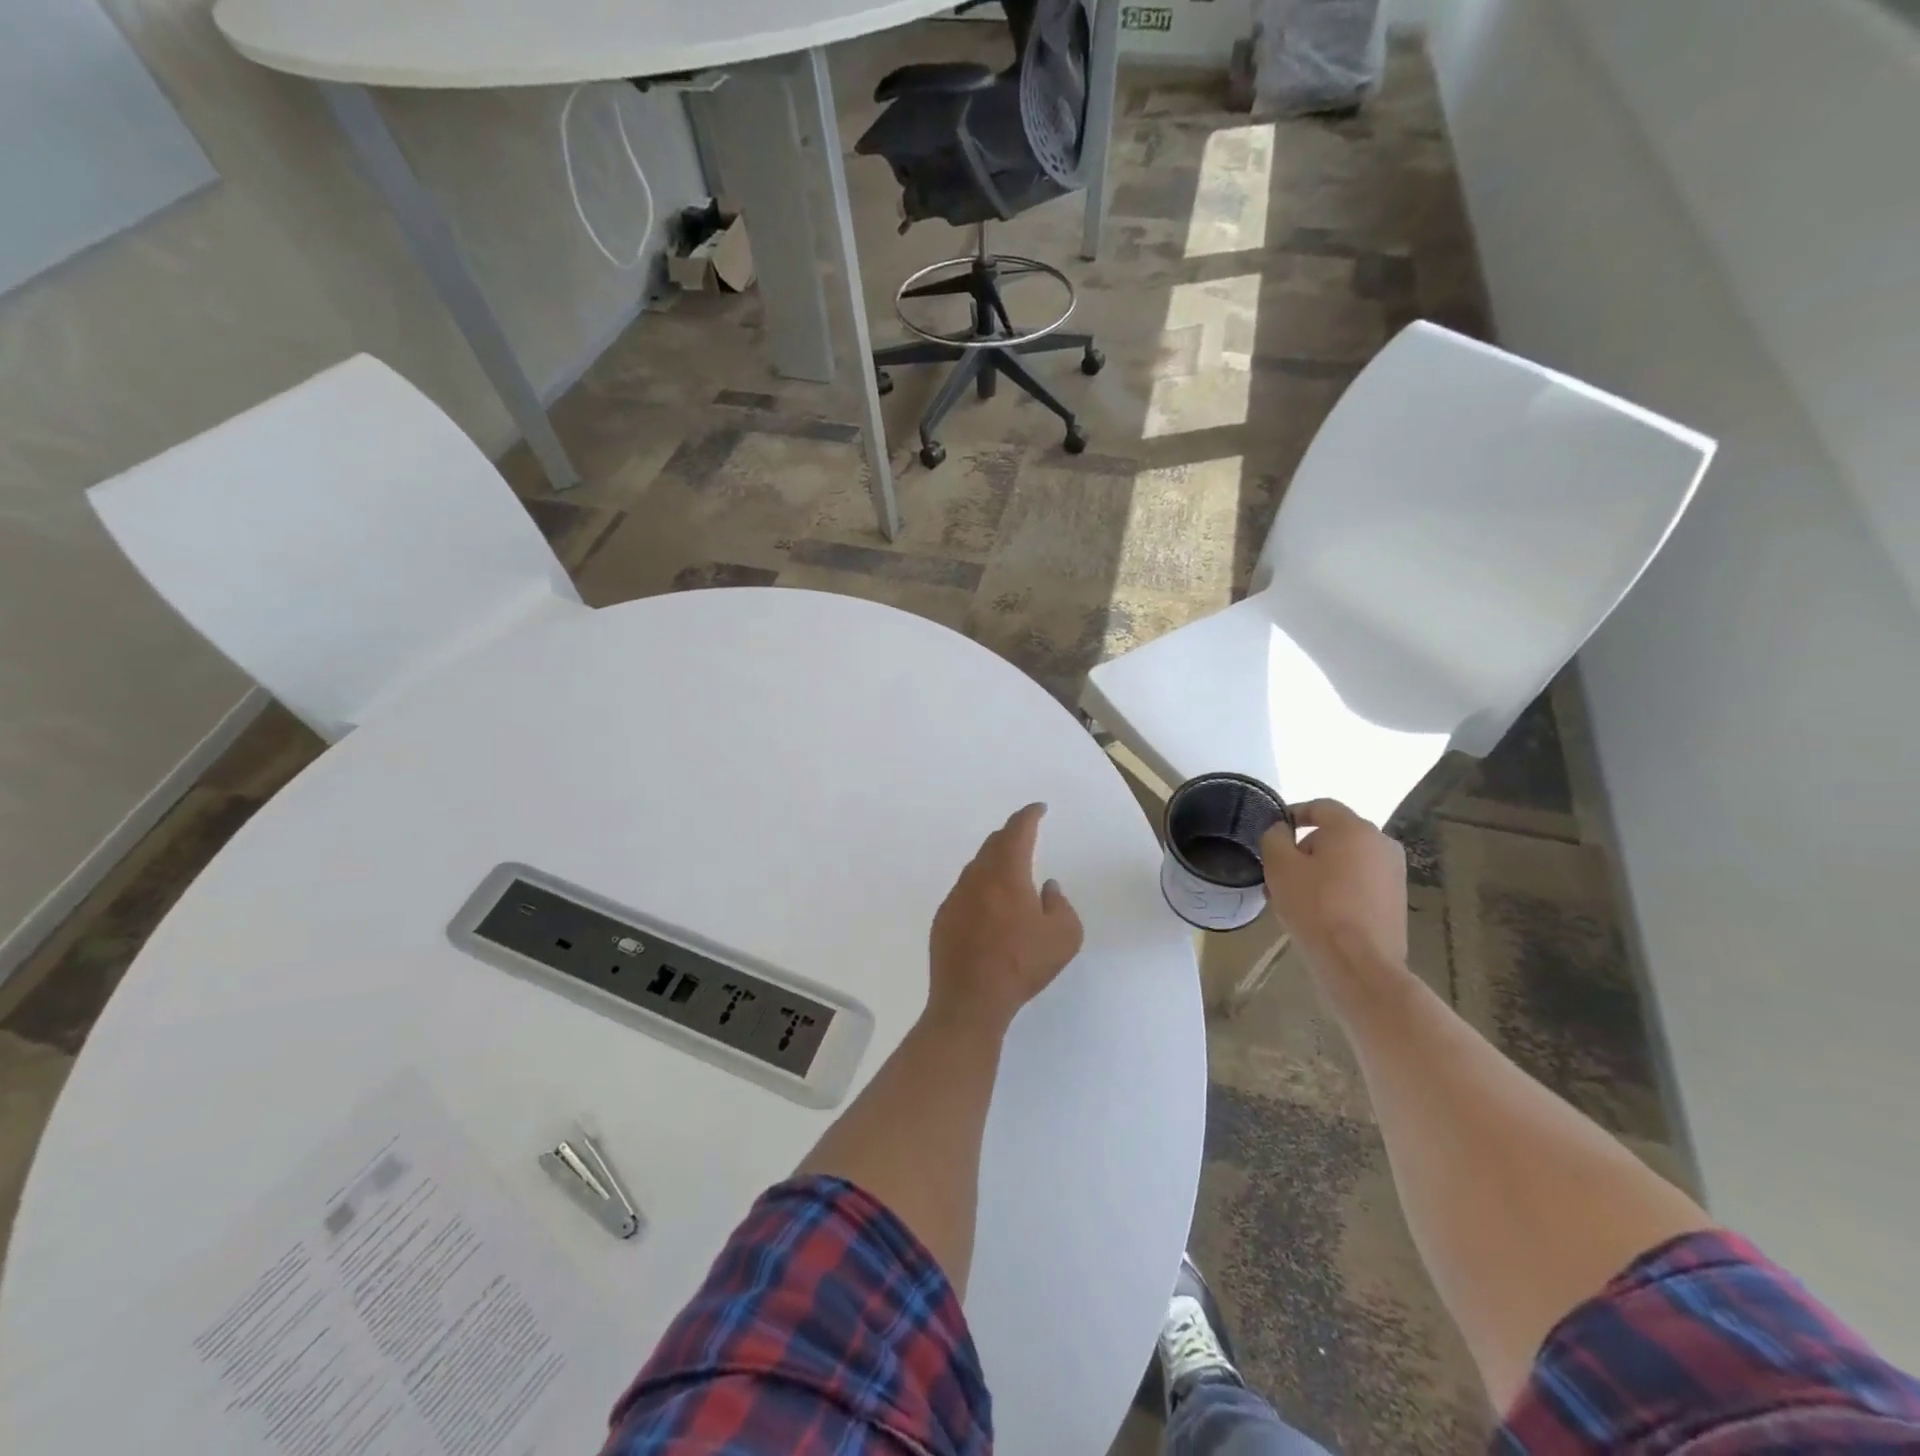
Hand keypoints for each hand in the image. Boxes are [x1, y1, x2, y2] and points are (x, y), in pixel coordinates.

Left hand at [928, 803, 1084, 1035]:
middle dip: (1011, 835)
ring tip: (1010, 873)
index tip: (1038, 809)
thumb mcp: (1064, 937)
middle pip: (993, 844)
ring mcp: (955, 898)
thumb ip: (1060, 904)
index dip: (1029, 815)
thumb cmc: (1021, 966)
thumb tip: (1046, 888)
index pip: (1017, 831)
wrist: (970, 1001)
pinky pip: (965, 891)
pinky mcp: (943, 919)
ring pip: (976, 867)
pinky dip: (980, 888)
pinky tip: (989, 908)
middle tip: (1025, 835)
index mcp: (1006, 875)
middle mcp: (976, 878)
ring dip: (994, 862)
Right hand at [1260, 799, 1407, 971]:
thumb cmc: (1315, 906)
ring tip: (1294, 897)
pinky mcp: (1396, 900)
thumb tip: (1281, 831)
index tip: (1274, 833)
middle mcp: (1381, 843)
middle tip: (1280, 872)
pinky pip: (1360, 882)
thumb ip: (1274, 838)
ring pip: (1347, 861)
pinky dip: (1338, 888)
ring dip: (1321, 870)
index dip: (1293, 814)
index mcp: (1354, 828)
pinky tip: (1318, 912)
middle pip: (1335, 835)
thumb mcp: (1279, 866)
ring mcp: (1393, 873)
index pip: (1320, 807)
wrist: (1358, 962)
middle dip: (1305, 848)